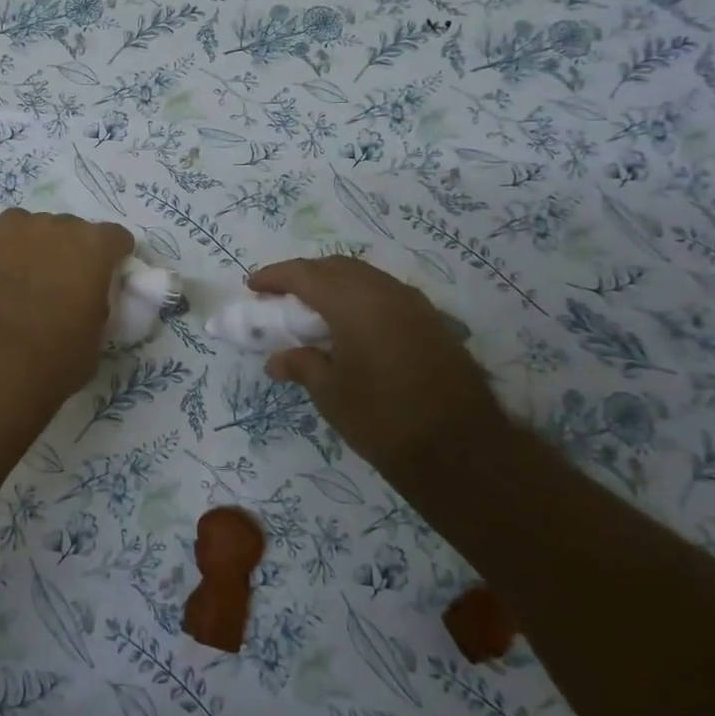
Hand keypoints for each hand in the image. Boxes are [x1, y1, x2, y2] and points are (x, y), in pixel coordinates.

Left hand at [0, 210, 134, 399]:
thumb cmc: (55, 357)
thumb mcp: (95, 336)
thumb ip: (94, 305)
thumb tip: (82, 303)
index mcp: (92, 245)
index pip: (112, 238)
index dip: (107, 258)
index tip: (98, 279)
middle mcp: (52, 223)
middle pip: (61, 230)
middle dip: (57, 253)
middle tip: (46, 288)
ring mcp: (6, 225)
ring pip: (17, 230)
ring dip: (16, 251)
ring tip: (3, 288)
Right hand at [248, 256, 508, 478]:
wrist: (461, 448)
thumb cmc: (383, 418)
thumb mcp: (330, 394)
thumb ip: (302, 365)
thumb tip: (277, 360)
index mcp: (353, 302)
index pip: (305, 274)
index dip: (275, 276)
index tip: (253, 286)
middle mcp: (384, 291)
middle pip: (336, 267)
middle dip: (305, 276)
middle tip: (281, 297)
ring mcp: (413, 304)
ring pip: (364, 277)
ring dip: (334, 284)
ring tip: (314, 310)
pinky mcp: (432, 321)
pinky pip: (385, 293)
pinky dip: (360, 298)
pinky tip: (352, 325)